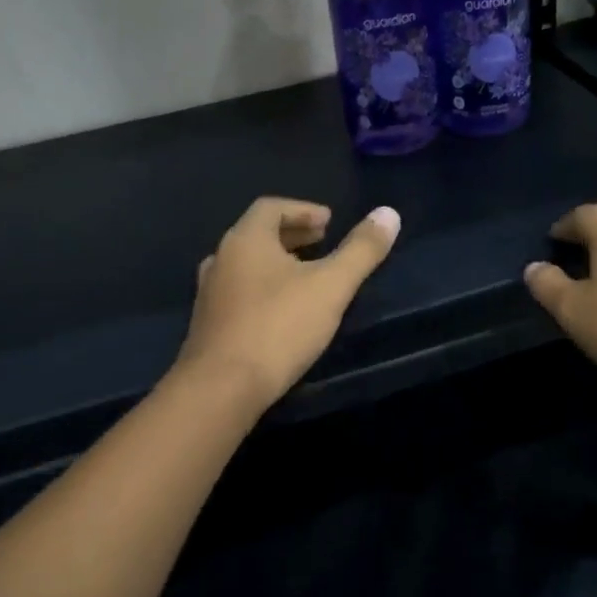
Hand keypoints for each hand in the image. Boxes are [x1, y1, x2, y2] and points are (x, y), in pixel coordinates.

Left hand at [175, 197, 400, 409]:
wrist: (221, 389)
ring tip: (306, 277)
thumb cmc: (279, 327)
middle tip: (322, 243)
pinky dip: (263, 288)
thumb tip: (389, 213)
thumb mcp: (331, 286)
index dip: (303, 210)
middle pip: (257, 234)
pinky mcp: (207, 325)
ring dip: (277, 263)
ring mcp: (209, 294)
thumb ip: (361, 250)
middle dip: (292, 235)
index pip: (271, 207)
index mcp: (245, 240)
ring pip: (246, 265)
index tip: (329, 222)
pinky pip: (238, 292)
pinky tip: (282, 312)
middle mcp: (221, 259)